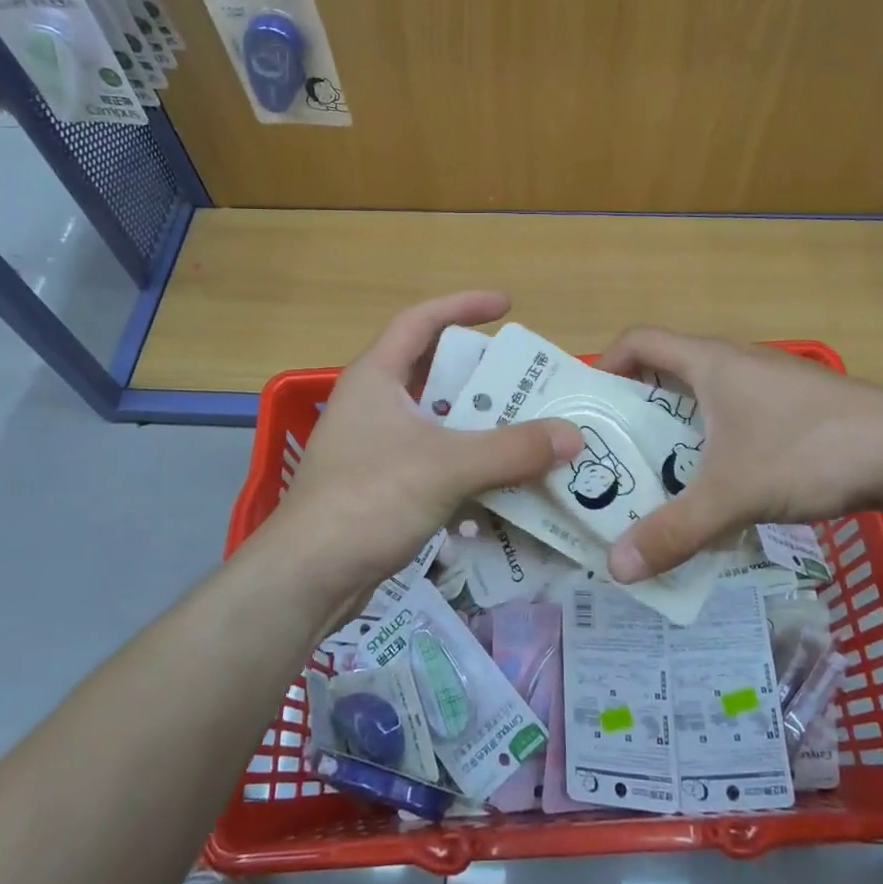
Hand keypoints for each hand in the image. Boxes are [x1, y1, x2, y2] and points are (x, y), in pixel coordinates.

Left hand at [269, 292, 583, 596]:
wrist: (308, 577)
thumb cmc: (368, 500)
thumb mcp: (445, 466)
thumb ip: (511, 450)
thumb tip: (574, 436)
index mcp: (376, 377)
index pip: (420, 320)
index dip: (463, 305)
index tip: (507, 306)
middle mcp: (373, 403)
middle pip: (433, 372)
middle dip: (481, 374)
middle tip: (527, 380)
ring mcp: (375, 446)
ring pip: (437, 421)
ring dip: (478, 424)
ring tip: (525, 429)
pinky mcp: (381, 485)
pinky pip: (434, 460)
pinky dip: (467, 463)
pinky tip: (501, 482)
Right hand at [595, 327, 882, 581]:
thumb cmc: (810, 451)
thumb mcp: (734, 494)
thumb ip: (674, 531)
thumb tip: (615, 568)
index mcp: (709, 362)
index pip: (639, 340)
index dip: (607, 364)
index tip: (592, 407)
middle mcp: (735, 363)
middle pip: (667, 373)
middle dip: (637, 413)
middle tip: (615, 458)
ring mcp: (769, 384)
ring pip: (704, 400)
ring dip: (678, 433)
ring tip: (660, 480)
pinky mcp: (795, 409)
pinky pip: (736, 418)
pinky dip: (715, 444)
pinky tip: (722, 488)